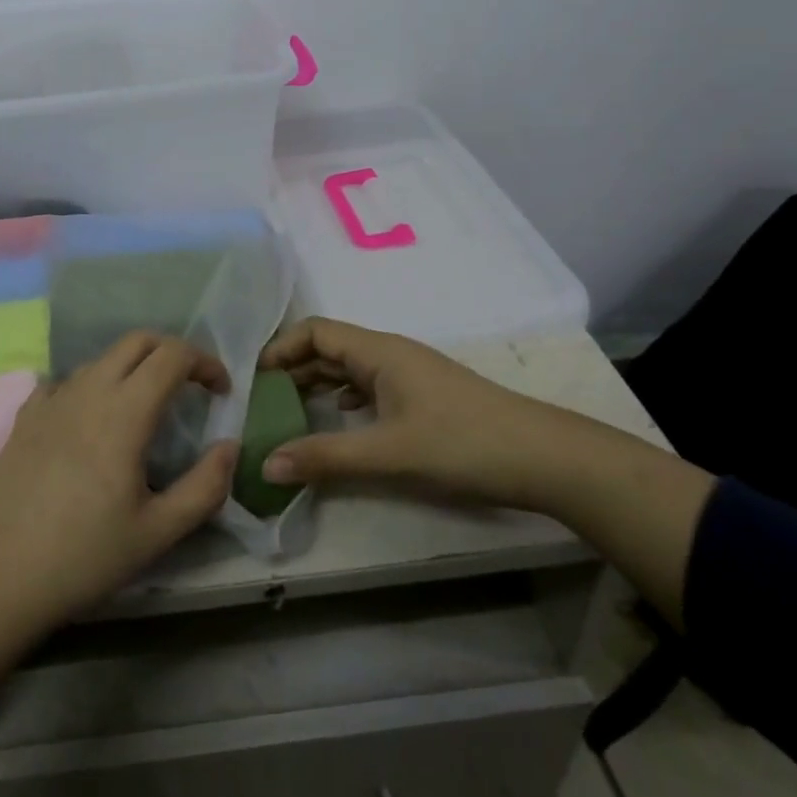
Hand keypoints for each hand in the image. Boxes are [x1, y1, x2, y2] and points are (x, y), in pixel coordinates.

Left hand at [0, 332, 235, 746]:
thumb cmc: (83, 556)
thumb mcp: (158, 533)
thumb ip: (205, 487)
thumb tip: (229, 448)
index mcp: (124, 411)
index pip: (172, 356)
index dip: (205, 362)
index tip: (221, 391)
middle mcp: (88, 391)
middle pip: (137, 341)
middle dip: (171, 352)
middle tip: (190, 386)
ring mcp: (51, 399)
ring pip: (101, 359)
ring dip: (133, 368)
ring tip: (145, 408)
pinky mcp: (25, 417)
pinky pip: (66, 381)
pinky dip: (92, 386)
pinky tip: (91, 421)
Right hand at [258, 316, 574, 510]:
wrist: (543, 458)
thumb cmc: (462, 443)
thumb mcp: (388, 453)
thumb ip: (326, 457)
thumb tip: (264, 465)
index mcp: (378, 351)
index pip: (315, 332)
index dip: (280, 349)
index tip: (252, 381)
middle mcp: (389, 354)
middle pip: (328, 349)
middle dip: (292, 371)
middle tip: (260, 405)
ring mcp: (408, 376)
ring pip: (349, 371)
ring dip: (316, 388)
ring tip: (287, 416)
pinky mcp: (422, 399)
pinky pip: (368, 389)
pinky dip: (343, 402)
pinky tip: (336, 424)